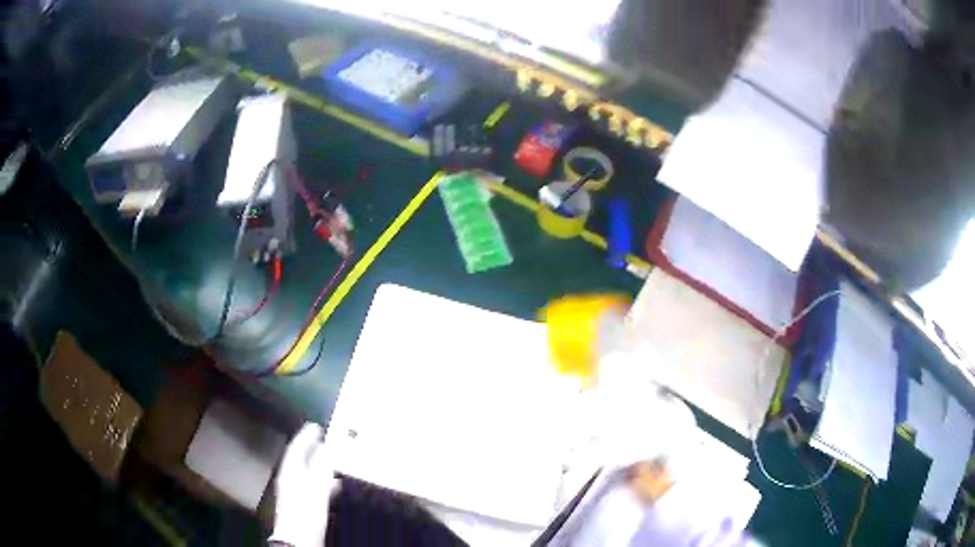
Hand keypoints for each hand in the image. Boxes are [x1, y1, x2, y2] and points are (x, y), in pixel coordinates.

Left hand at [270, 422, 338, 546]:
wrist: (299, 539)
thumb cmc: (305, 513)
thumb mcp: (316, 488)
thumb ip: (321, 468)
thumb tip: (326, 449)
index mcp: (290, 472)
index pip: (296, 448)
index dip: (305, 436)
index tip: (315, 426)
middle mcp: (289, 479)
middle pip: (300, 459)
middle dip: (312, 449)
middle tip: (323, 440)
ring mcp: (294, 493)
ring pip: (306, 472)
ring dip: (318, 465)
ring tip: (332, 460)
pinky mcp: (301, 505)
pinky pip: (311, 485)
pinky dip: (322, 481)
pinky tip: (332, 486)